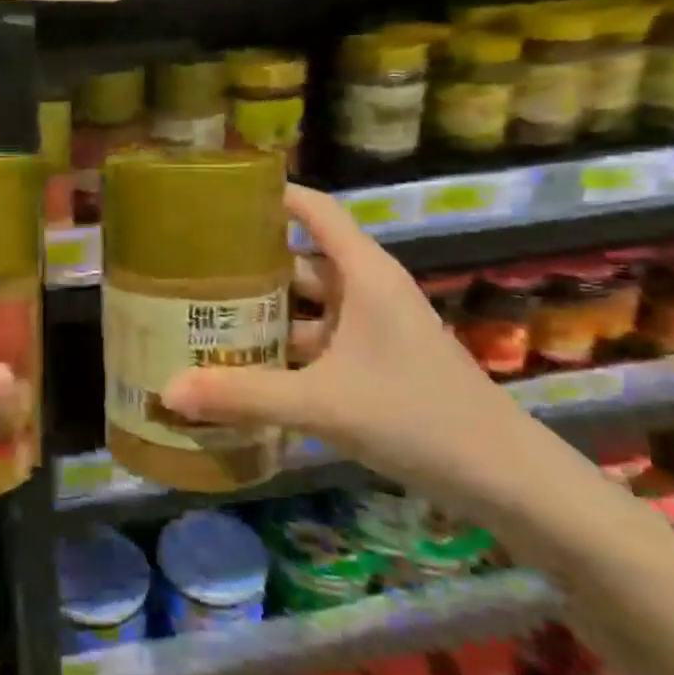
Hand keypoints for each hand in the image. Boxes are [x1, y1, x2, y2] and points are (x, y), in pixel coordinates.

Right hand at [162, 184, 541, 519]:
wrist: (505, 479)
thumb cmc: (416, 417)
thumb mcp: (322, 404)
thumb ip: (244, 395)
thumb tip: (168, 390)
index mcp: (364, 275)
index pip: (315, 211)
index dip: (272, 196)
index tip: (219, 196)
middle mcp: (368, 292)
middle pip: (300, 261)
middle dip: (249, 266)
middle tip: (191, 270)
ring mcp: (374, 329)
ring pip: (308, 308)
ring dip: (265, 313)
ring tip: (205, 318)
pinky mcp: (376, 363)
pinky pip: (319, 343)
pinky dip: (285, 350)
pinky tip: (247, 368)